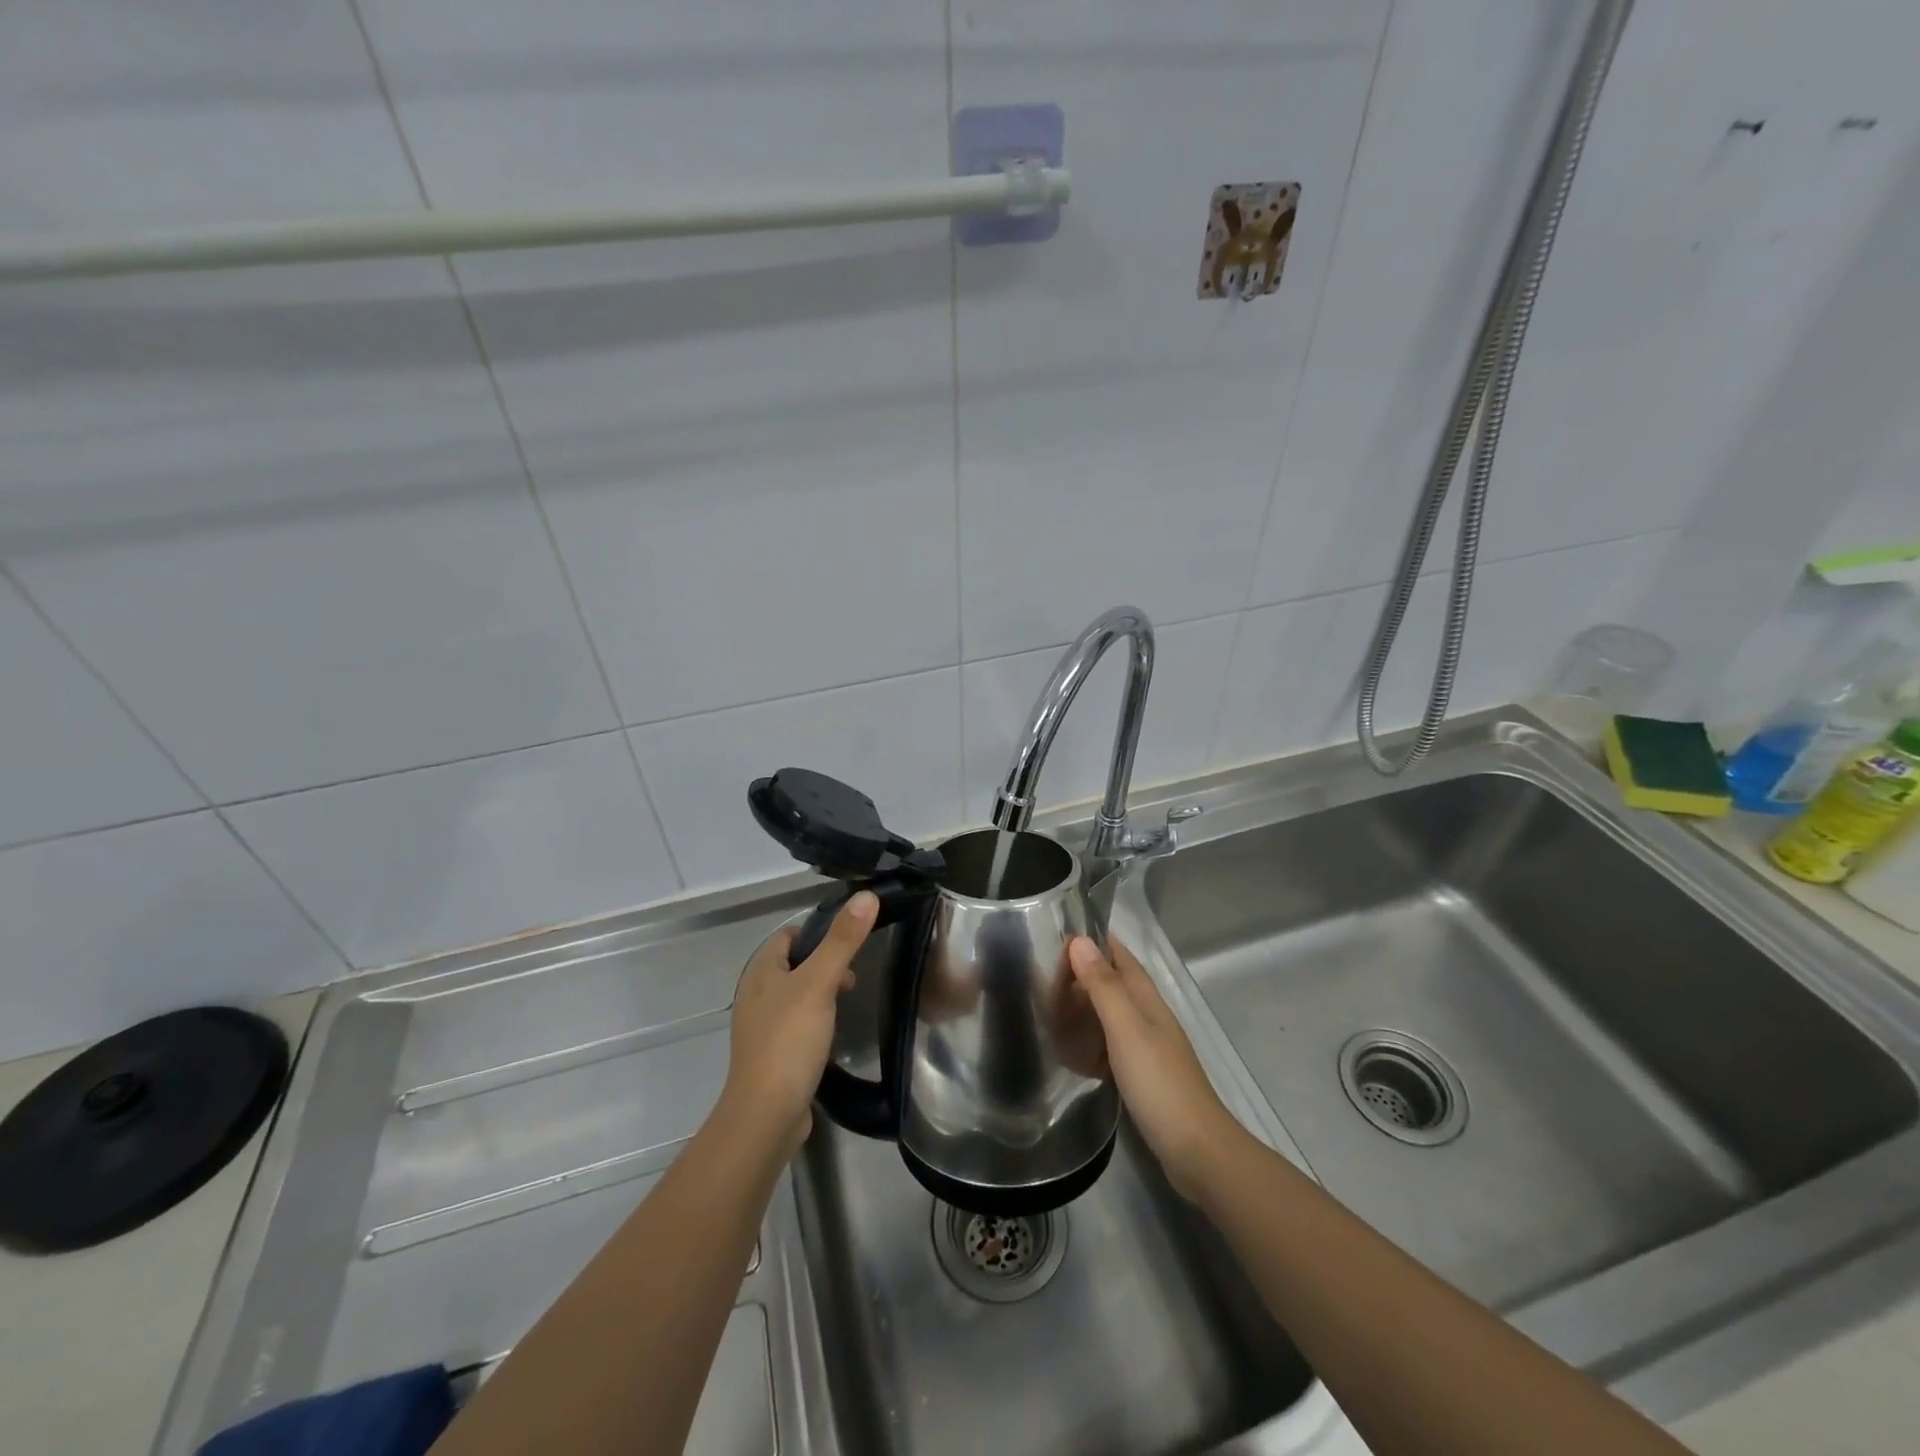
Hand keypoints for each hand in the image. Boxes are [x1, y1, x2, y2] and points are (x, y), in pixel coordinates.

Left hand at [720, 891, 877, 1157]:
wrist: (767, 1114)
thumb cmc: (790, 1040)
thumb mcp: (820, 983)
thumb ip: (843, 940)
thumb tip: (866, 896)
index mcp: (761, 971)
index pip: (790, 935)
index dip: (819, 930)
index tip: (852, 939)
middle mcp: (756, 994)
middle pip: (795, 963)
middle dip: (826, 962)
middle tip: (854, 975)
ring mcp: (762, 1026)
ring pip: (797, 993)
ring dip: (823, 990)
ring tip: (849, 999)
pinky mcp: (772, 1053)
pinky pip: (797, 1022)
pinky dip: (816, 1018)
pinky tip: (832, 1032)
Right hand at [1067, 934, 1246, 1201]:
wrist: (1196, 1150)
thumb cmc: (1159, 1082)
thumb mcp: (1126, 1028)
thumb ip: (1104, 986)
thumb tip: (1080, 941)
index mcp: (1147, 1000)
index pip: (1121, 957)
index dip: (1096, 941)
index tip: (1061, 930)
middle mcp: (1149, 1018)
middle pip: (1115, 984)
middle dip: (1084, 972)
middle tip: (1043, 971)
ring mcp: (1148, 1048)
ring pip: (1111, 1015)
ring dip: (1085, 1007)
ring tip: (1049, 1006)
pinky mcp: (1143, 1077)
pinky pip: (1110, 1047)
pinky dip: (1091, 1042)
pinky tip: (1071, 1052)